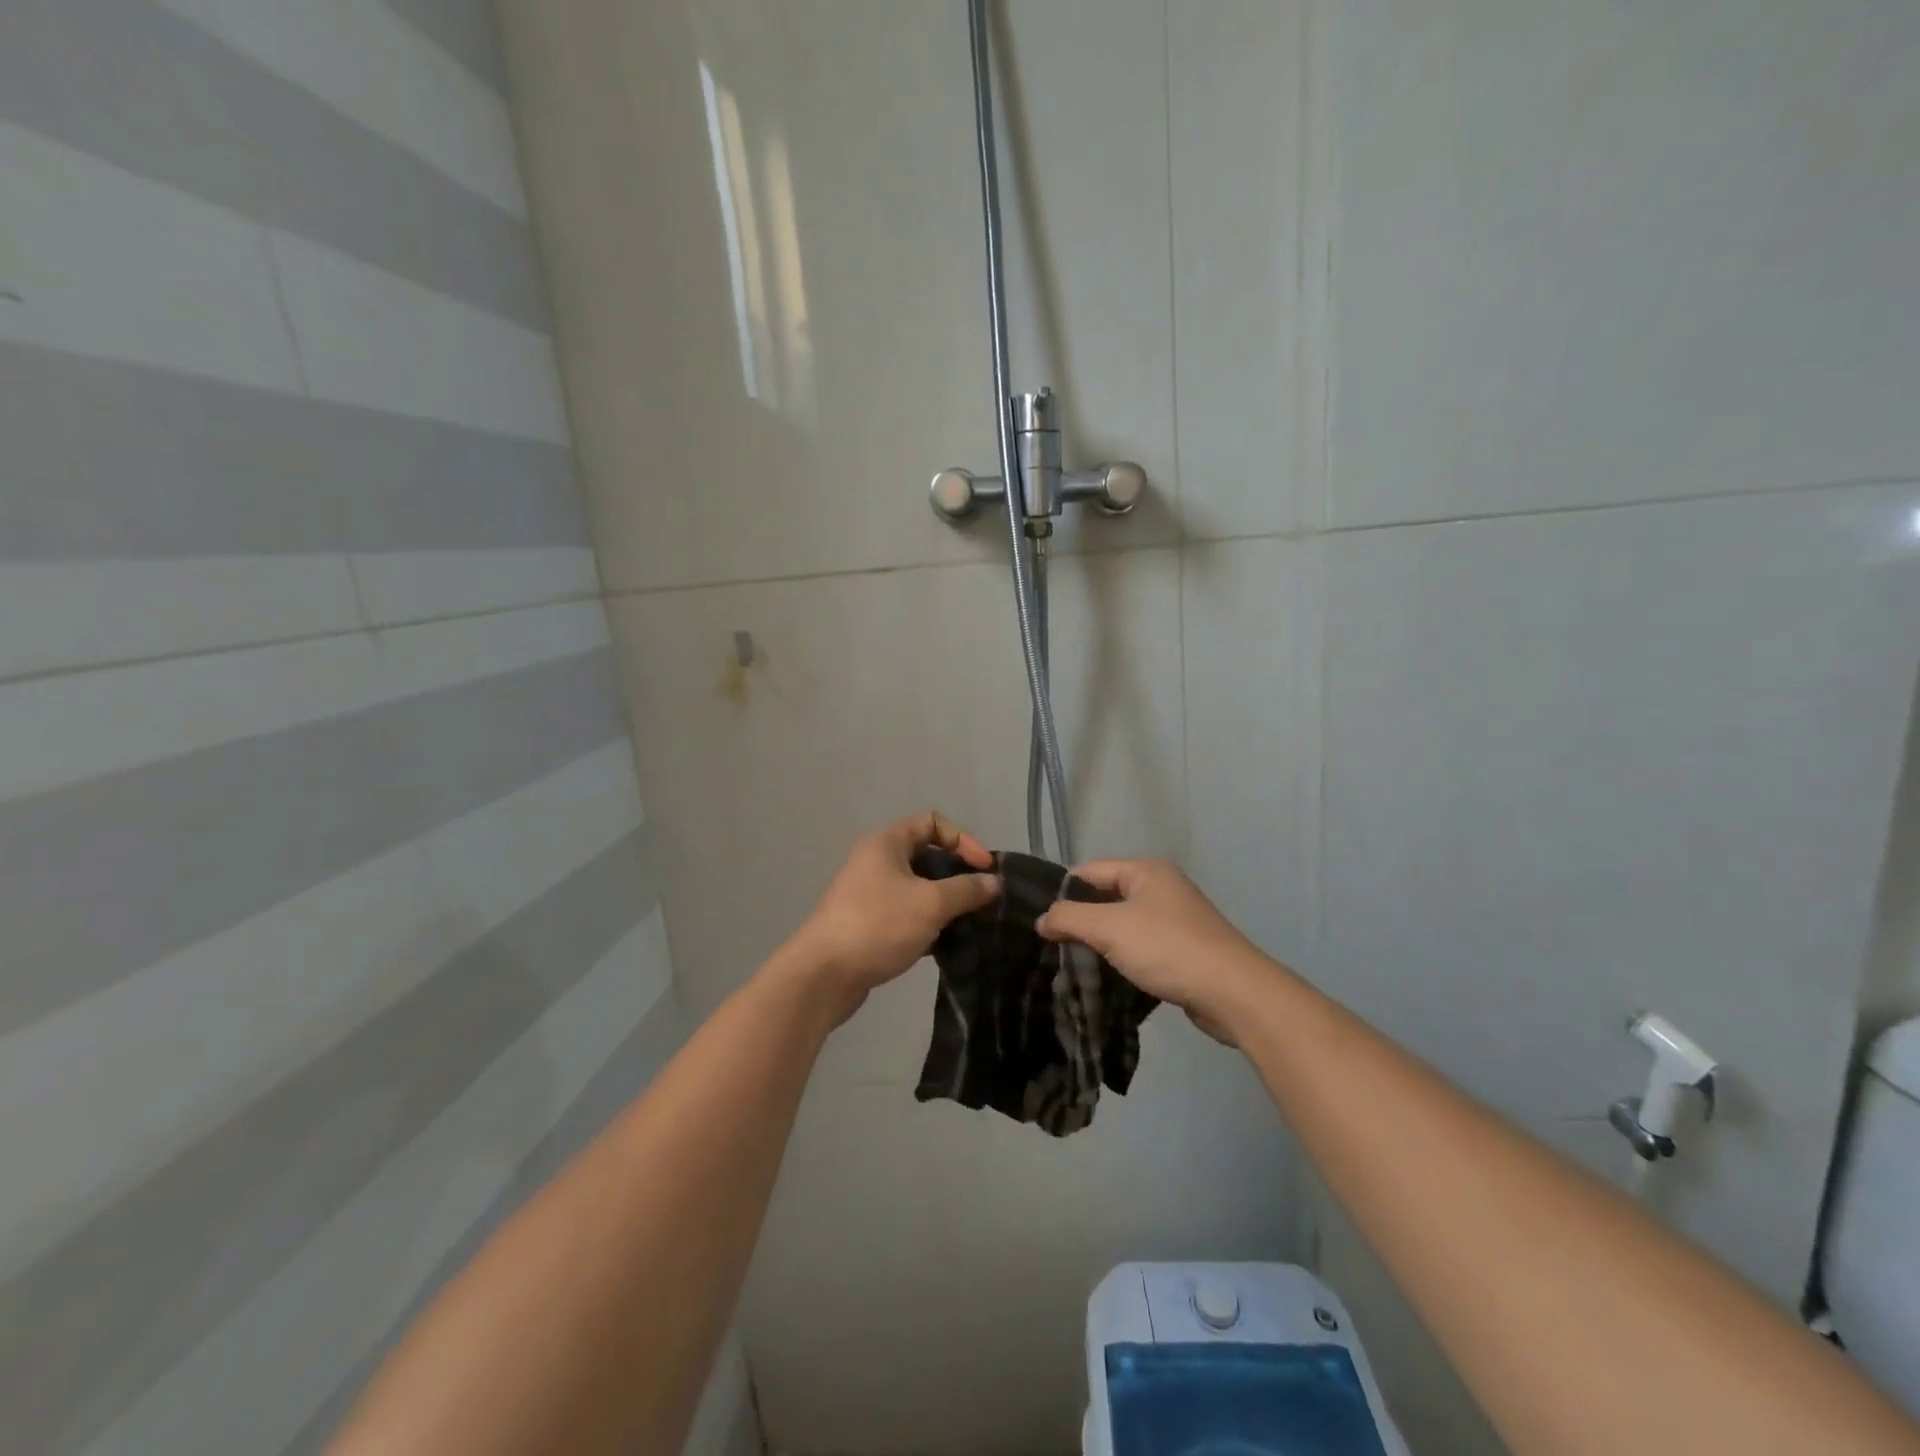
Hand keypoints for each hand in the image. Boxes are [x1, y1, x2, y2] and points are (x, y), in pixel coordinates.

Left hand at [784, 812, 999, 1025]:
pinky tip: (947, 945)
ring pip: (917, 889)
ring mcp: (870, 895)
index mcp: (886, 844)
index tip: (984, 868)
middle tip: (982, 898)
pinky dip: (928, 925)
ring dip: (945, 903)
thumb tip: (994, 882)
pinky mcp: (869, 925)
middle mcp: (876, 862)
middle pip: (926, 856)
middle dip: (957, 874)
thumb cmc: (878, 925)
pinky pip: (907, 915)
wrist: (823, 975)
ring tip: (970, 923)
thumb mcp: (930, 903)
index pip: (932, 822)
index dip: (963, 840)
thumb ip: (966, 890)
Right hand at [1036, 859, 1272, 1041]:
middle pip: (1106, 897)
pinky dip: (1122, 958)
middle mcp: (1161, 888)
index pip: (1090, 871)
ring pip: (1122, 925)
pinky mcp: (1182, 949)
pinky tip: (1105, 977)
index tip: (1038, 920)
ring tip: (1072, 963)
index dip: (1062, 892)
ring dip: (1100, 943)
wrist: (1232, 992)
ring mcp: (1174, 919)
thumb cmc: (1167, 948)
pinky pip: (1140, 946)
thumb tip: (1042, 919)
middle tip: (1051, 945)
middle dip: (1080, 920)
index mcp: (1146, 871)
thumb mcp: (1110, 928)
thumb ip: (1070, 918)